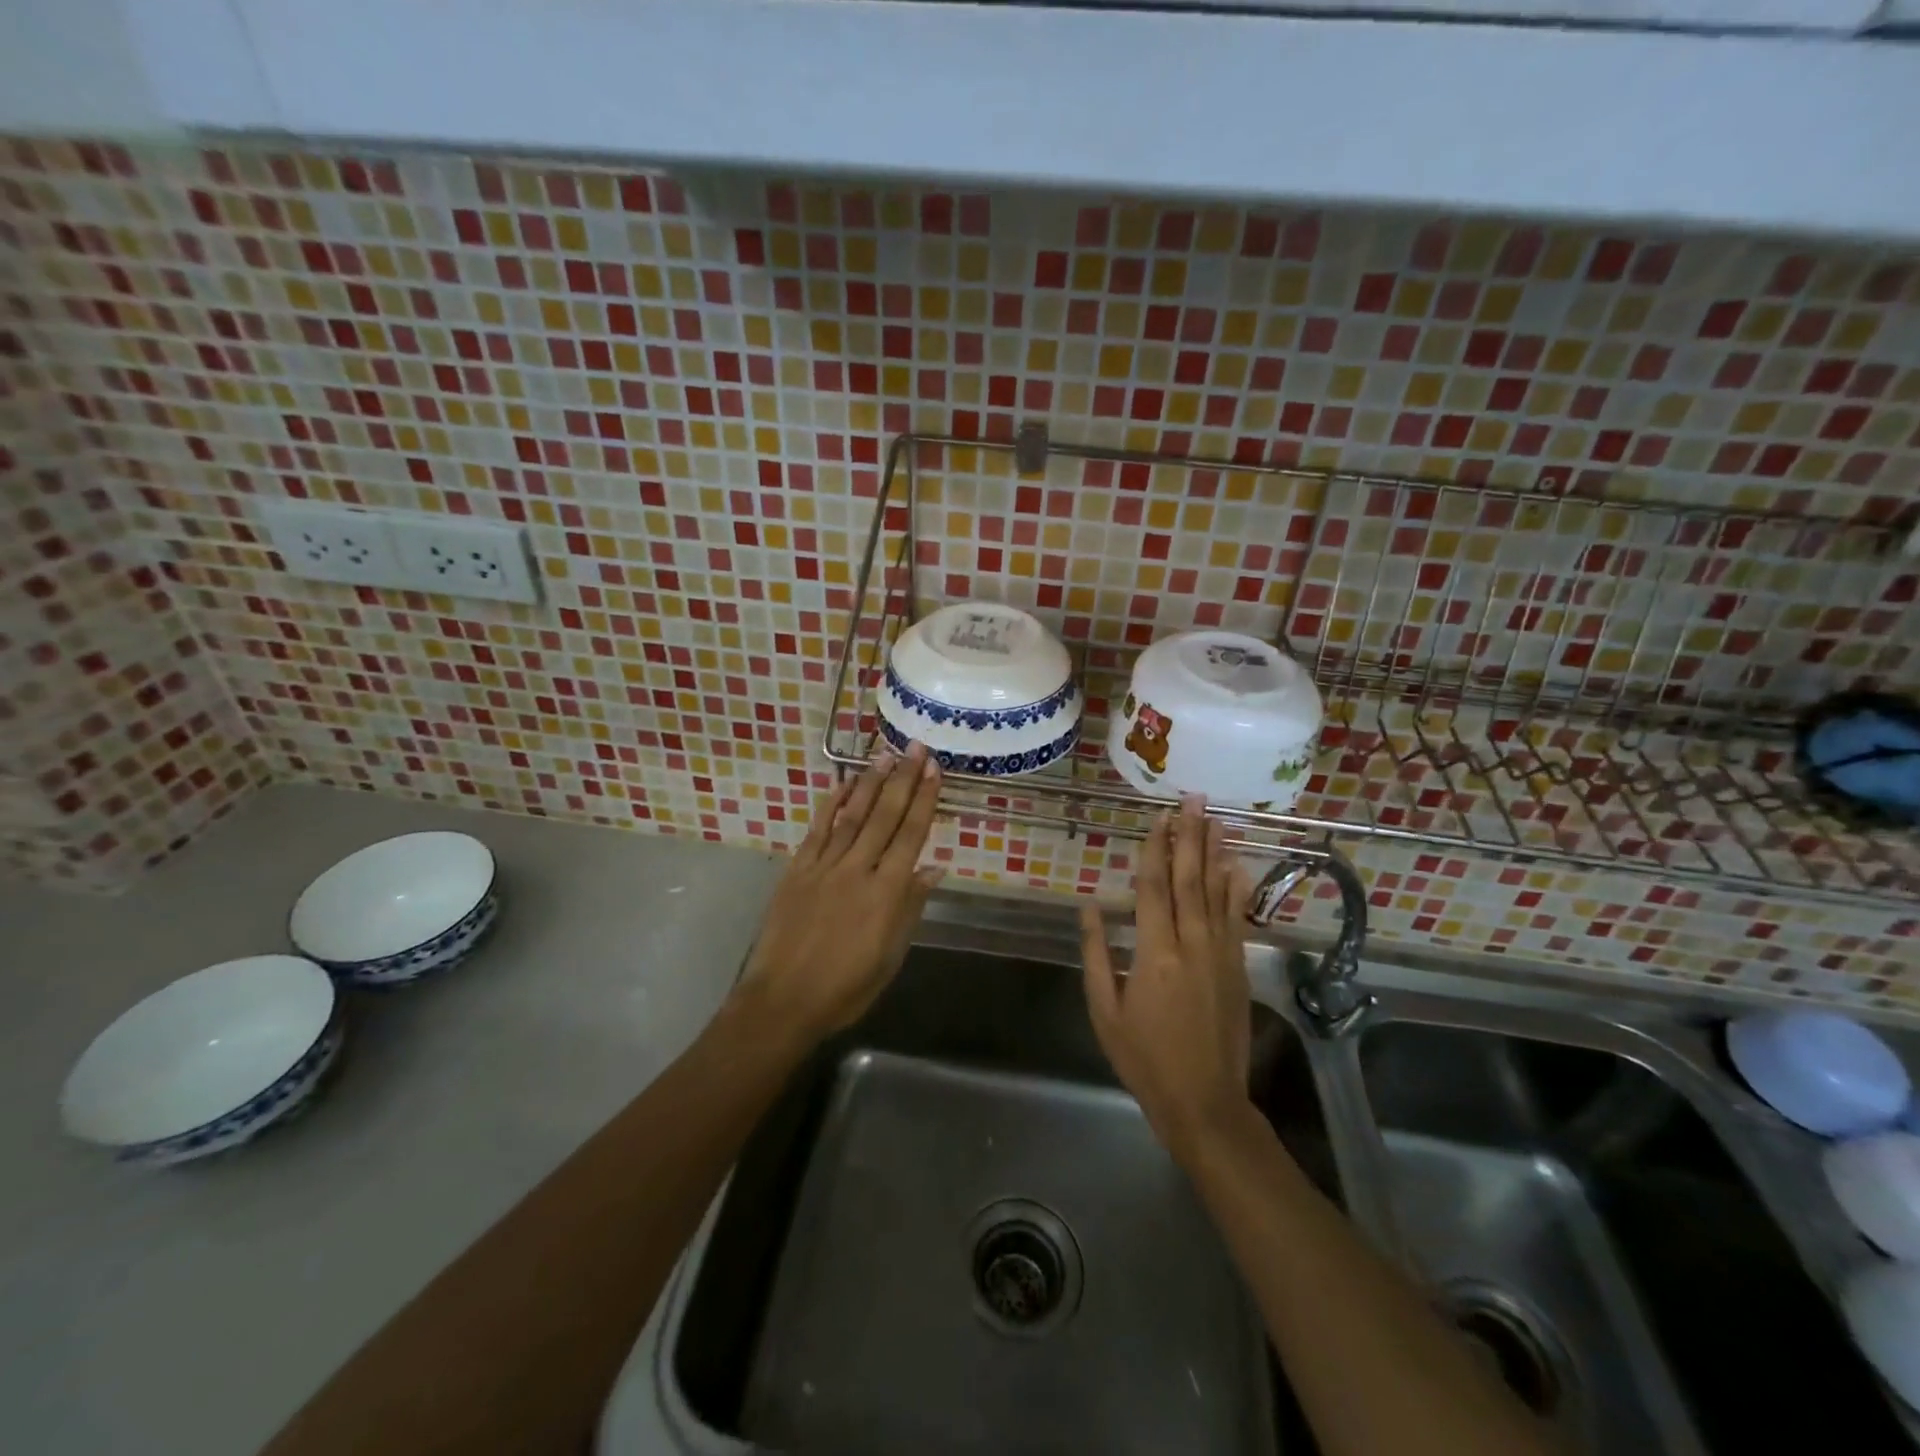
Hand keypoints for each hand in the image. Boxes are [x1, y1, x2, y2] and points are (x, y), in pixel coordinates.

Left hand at [730, 743, 943, 1045]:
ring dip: (871, 784)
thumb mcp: (890, 956)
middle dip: (903, 779)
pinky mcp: (797, 871)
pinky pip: (817, 831)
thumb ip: (910, 908)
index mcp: (886, 893)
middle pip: (884, 816)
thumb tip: (933, 869)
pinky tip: (843, 785)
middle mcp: (857, 870)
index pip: (911, 835)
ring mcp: (824, 867)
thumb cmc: (846, 988)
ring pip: (852, 816)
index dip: (924, 800)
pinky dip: (831, 806)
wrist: (783, 1001)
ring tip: (885, 756)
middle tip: (915, 747)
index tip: (934, 770)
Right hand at [1081, 796, 1253, 1162]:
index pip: (1153, 888)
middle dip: (1189, 836)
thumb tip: (1089, 907)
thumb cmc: (1143, 1058)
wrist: (1204, 1101)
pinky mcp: (1237, 967)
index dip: (1154, 849)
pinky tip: (1236, 866)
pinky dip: (1236, 889)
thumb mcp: (1105, 1010)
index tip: (1158, 818)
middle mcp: (1191, 944)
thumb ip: (1096, 954)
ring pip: (1216, 892)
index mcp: (1153, 953)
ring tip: (1216, 818)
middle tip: (1194, 799)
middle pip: (1188, 879)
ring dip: (1214, 852)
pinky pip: (1237, 919)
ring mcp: (1220, 954)